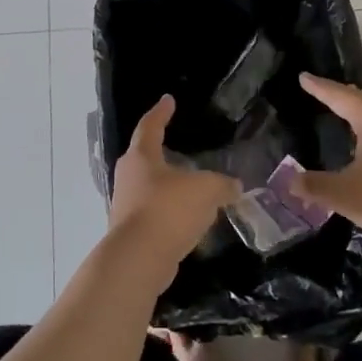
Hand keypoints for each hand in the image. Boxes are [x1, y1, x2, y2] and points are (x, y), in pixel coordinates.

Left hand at [108, 97, 239, 293]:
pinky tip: (189, 219)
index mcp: (141, 157)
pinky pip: (155, 214)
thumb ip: (222, 184)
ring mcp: (126, 206)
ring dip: (169, 186)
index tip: (168, 100)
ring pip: (150, 188)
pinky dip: (171, 213)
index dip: (161, 112)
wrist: (138, 260)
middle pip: (145, 158)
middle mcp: (128, 177)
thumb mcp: (205, 190)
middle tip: (179, 145)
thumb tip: (234, 185)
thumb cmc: (168, 210)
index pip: (150, 126)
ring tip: (191, 186)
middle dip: (162, 151)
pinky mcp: (132, 233)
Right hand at [289, 74, 361, 238]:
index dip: (319, 87)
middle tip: (321, 91)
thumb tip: (289, 180)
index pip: (338, 96)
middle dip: (340, 94)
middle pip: (361, 97)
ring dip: (359, 107)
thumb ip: (314, 186)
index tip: (303, 77)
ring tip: (344, 110)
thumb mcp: (344, 195)